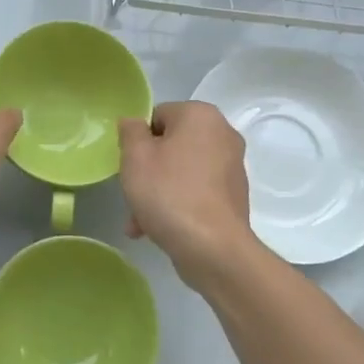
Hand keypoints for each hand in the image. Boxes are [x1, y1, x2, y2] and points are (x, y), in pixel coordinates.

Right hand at [119, 101, 255, 285]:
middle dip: (148, 171)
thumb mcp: (135, 157)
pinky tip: (159, 229)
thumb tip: (133, 123)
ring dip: (158, 192)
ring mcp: (232, 167)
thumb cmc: (169, 193)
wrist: (212, 248)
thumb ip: (130, 131)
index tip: (129, 166)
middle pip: (170, 145)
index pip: (158, 116)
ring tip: (140, 222)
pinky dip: (178, 204)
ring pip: (181, 171)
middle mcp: (223, 134)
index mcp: (201, 115)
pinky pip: (196, 191)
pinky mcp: (234, 196)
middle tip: (133, 194)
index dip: (138, 140)